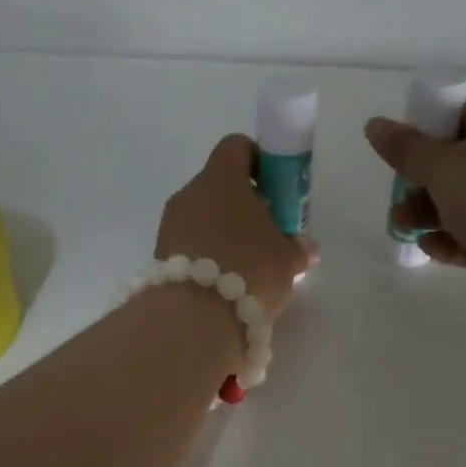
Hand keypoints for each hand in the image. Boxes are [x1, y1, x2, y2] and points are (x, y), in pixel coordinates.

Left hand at [156, 134, 315, 319]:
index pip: (236, 147)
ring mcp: (170, 225)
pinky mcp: (160, 255)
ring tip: (249, 265)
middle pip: (219, 186)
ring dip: (225, 233)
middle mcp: (190, 193)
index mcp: (221, 178)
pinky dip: (209, 255)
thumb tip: (304, 246)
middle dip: (244, 205)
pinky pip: (191, 244)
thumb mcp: (287, 260)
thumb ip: (297, 247)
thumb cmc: (249, 271)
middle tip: (267, 234)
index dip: (258, 161)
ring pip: (203, 216)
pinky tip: (227, 282)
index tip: (275, 188)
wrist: (194, 319)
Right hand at [365, 101, 465, 309]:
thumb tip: (374, 125)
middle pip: (463, 167)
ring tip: (403, 230)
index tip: (404, 154)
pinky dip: (453, 242)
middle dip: (423, 186)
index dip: (431, 133)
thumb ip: (406, 149)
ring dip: (431, 217)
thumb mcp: (441, 165)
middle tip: (398, 202)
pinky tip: (430, 249)